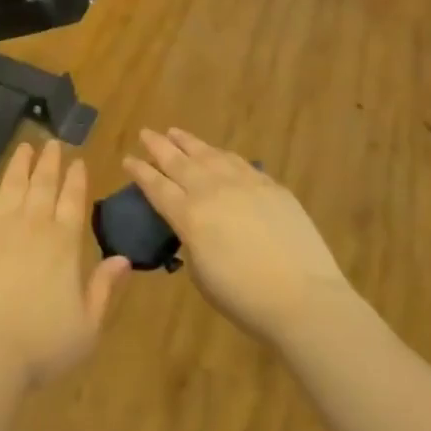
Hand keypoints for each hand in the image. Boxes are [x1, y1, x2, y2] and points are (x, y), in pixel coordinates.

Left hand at [0, 141, 131, 390]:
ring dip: (20, 164)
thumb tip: (124, 258)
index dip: (76, 179)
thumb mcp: (88, 326)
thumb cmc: (42, 345)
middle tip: (52, 143)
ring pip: (12, 185)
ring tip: (25, 145)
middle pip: (43, 185)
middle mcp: (33, 225)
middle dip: (50, 162)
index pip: (74, 201)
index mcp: (64, 244)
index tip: (78, 160)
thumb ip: (105, 288)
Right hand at [125, 128, 357, 346]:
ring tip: (175, 132)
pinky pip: (238, 162)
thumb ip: (192, 242)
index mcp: (189, 216)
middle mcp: (211, 191)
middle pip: (178, 161)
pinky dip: (221, 154)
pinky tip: (217, 153)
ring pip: (208, 154)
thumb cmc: (244, 298)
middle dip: (158, 146)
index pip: (157, 187)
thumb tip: (194, 228)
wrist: (303, 297)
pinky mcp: (270, 185)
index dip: (140, 172)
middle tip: (146, 133)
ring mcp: (243, 183)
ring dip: (188, 142)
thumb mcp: (202, 275)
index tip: (127, 158)